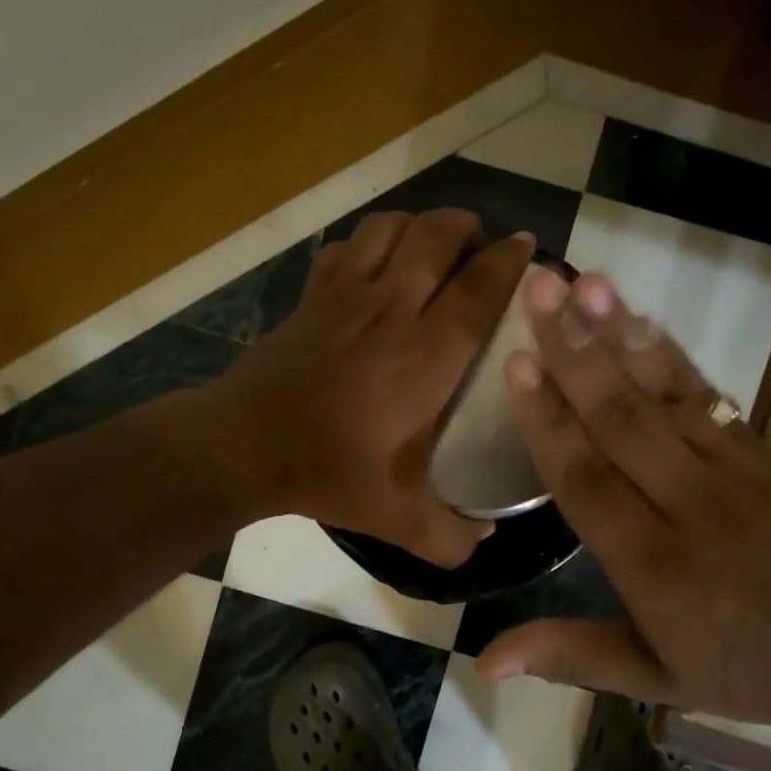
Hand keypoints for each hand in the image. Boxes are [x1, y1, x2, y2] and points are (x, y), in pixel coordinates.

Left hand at [211, 209, 535, 567]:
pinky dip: (371, 242)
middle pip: (438, 235)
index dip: (510, 261)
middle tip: (480, 253)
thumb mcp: (397, 518)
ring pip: (393, 227)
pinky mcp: (312, 295)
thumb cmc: (328, 472)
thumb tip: (484, 543)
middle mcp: (392, 310)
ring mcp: (346, 295)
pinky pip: (348, 245)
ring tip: (432, 251)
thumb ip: (448, 536)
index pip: (479, 287)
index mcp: (426, 356)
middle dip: (469, 229)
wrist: (243, 446)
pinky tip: (376, 268)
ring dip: (421, 227)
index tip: (527, 248)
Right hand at [473, 268, 770, 736]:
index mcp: (652, 563)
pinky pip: (707, 394)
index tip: (516, 365)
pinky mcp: (759, 452)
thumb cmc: (744, 669)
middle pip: (621, 418)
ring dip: (619, 334)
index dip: (548, 421)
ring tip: (585, 283)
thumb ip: (570, 657)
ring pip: (664, 393)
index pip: (586, 479)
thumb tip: (483, 661)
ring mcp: (730, 469)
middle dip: (574, 350)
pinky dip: (670, 354)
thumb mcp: (653, 679)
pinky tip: (641, 320)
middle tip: (538, 289)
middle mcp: (686, 503)